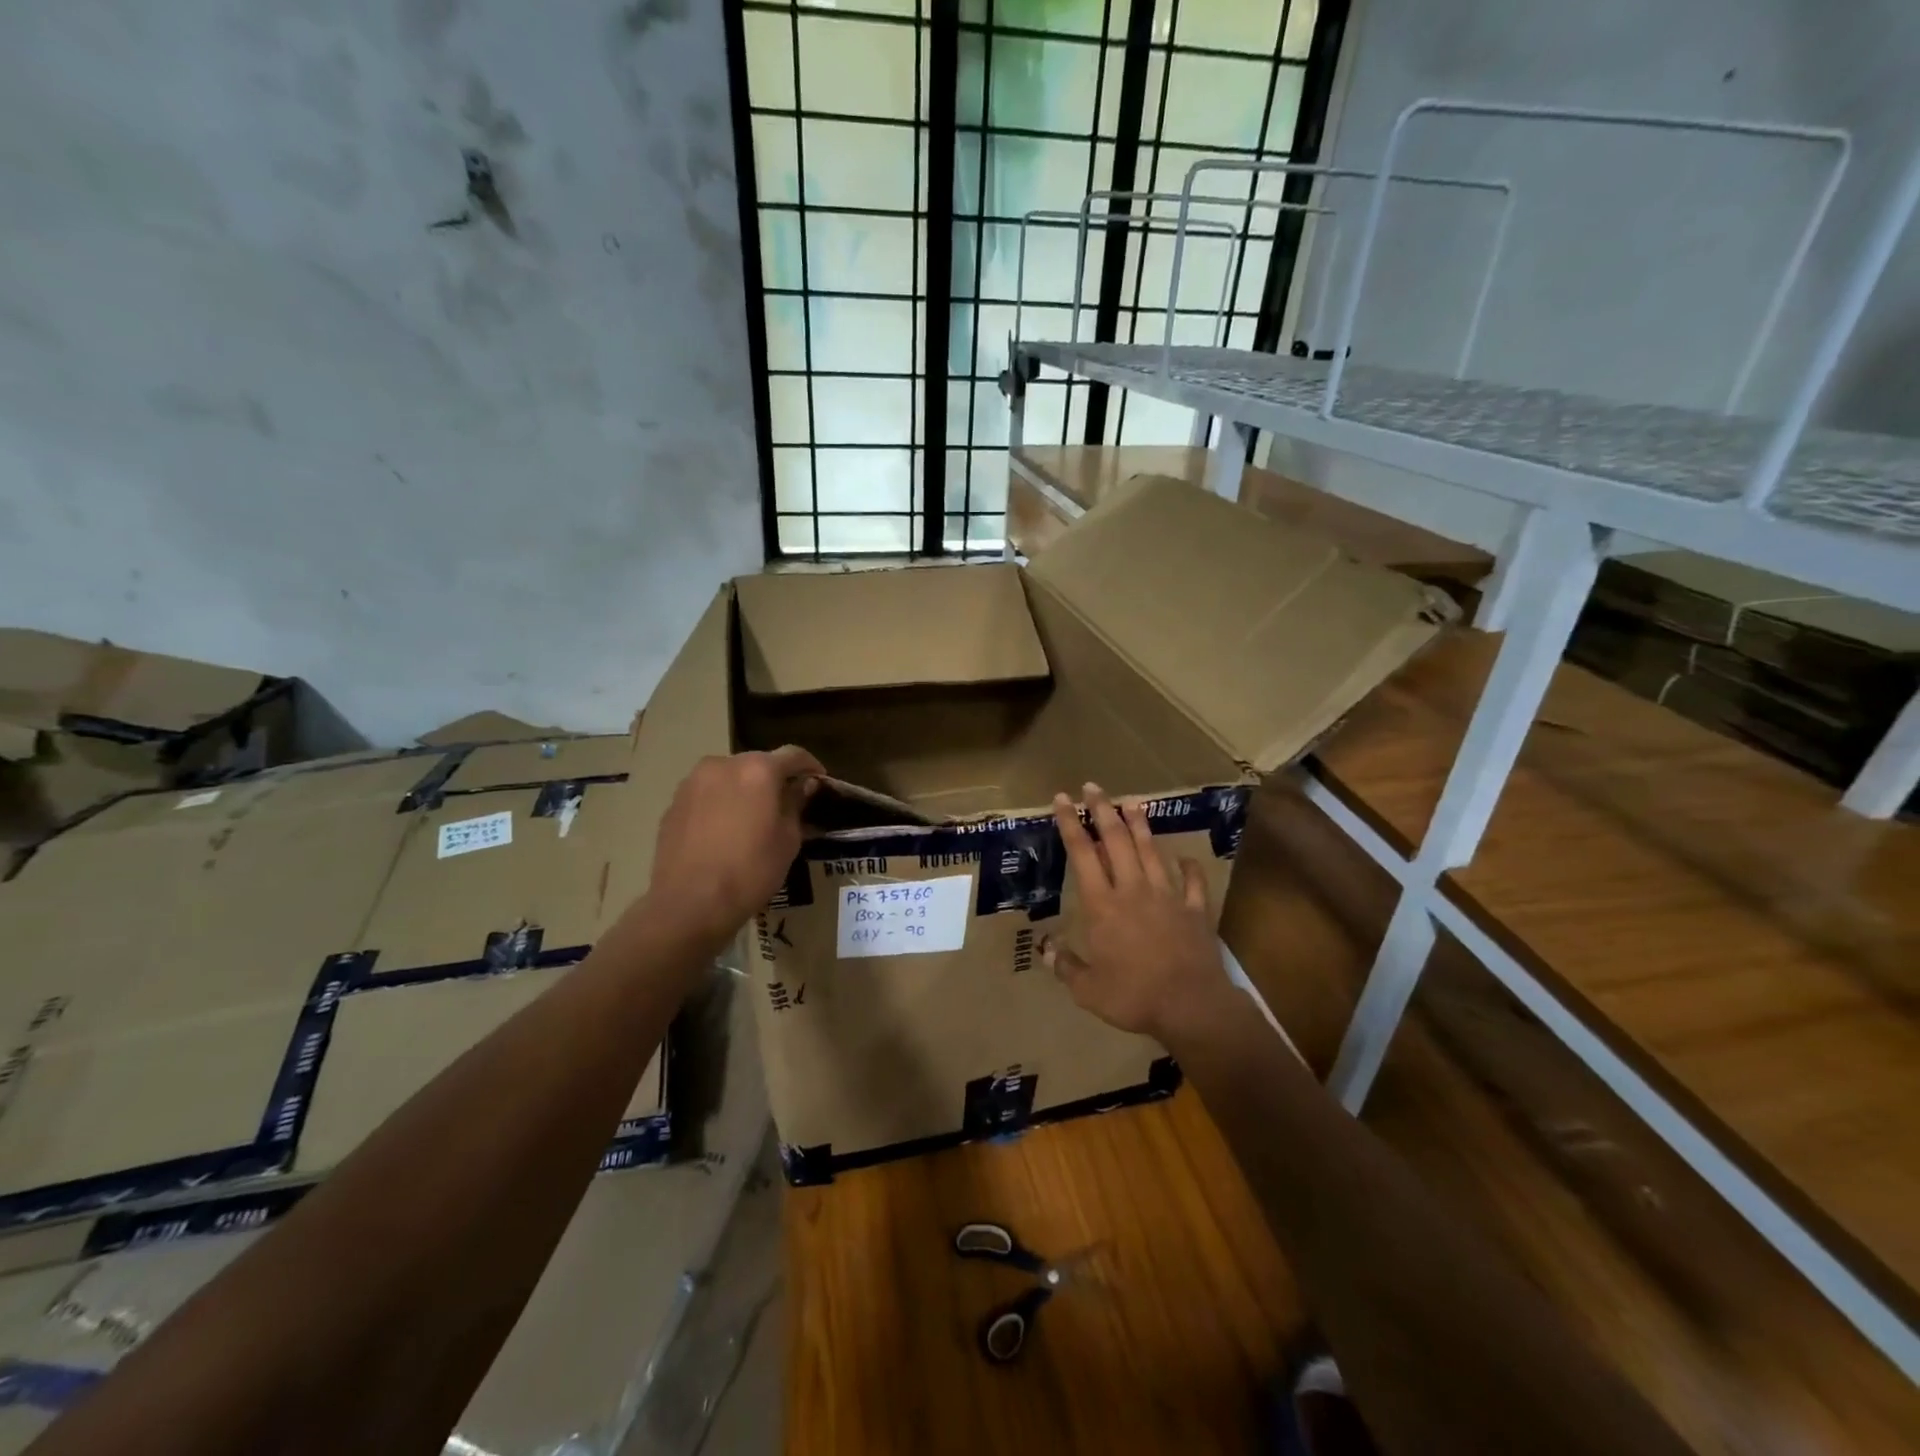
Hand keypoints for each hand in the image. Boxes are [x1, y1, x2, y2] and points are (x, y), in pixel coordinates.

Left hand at [647, 746, 822, 948]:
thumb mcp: (788, 840)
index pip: (793, 755)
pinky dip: (721, 802)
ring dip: (745, 788)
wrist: (689, 903)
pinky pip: (707, 793)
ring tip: (754, 815)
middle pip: (758, 762)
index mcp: (758, 770)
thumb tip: (803, 786)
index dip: (811, 766)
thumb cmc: (750, 871)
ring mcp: (693, 782)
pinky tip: (726, 829)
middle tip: (787, 802)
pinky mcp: (674, 803)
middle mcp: (723, 765)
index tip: (820, 782)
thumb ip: (796, 804)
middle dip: (775, 777)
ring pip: (729, 776)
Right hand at [1046, 782, 1234, 1041]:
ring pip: (1151, 852)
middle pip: (1116, 841)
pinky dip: (1189, 868)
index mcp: (1102, 905)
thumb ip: (1065, 965)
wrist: (1191, 1006)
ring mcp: (1167, 897)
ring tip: (1132, 802)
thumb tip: (1044, 948)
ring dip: (1140, 826)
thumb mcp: (1087, 990)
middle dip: (1103, 810)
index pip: (1082, 854)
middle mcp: (1133, 890)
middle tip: (1093, 787)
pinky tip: (1186, 858)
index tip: (1062, 799)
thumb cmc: (1133, 996)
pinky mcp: (1195, 910)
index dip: (1070, 824)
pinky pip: (1193, 883)